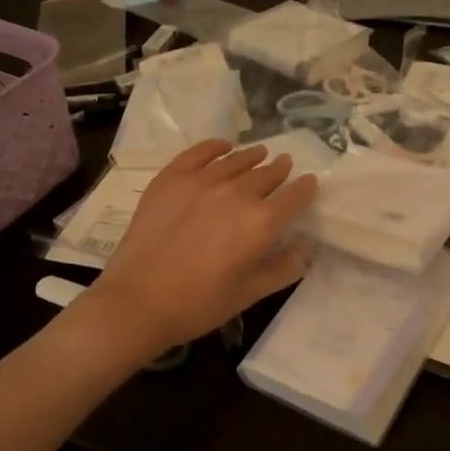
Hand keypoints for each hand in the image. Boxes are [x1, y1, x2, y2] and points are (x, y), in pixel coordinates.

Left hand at [80, 140, 317, 356]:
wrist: (138, 301)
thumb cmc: (200, 304)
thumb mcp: (250, 293)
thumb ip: (284, 267)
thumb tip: (305, 247)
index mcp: (262, 223)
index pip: (294, 197)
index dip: (306, 189)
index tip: (310, 183)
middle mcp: (237, 193)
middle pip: (267, 174)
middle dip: (280, 170)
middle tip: (285, 165)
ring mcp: (202, 181)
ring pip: (237, 161)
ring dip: (253, 156)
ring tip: (261, 153)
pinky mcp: (171, 178)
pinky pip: (199, 153)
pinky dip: (215, 147)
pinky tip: (223, 146)